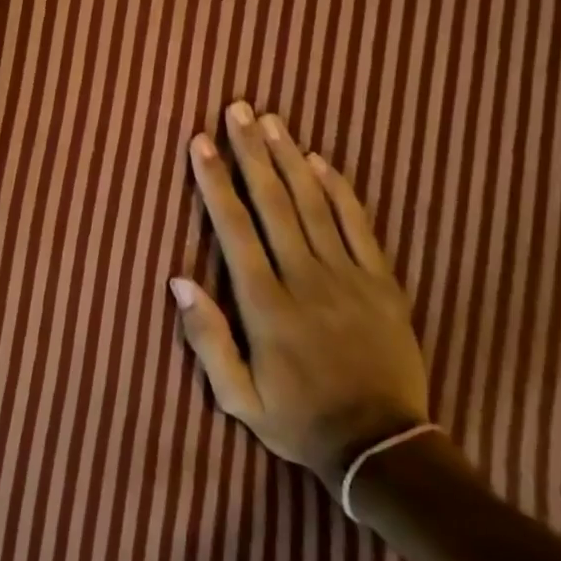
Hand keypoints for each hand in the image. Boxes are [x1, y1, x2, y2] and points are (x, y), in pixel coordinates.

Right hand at [171, 103, 431, 492]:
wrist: (382, 450)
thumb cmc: (299, 420)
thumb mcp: (237, 398)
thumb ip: (207, 338)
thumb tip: (177, 280)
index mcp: (266, 305)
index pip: (234, 228)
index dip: (215, 181)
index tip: (200, 143)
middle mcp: (305, 279)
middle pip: (273, 202)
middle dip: (250, 151)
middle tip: (236, 109)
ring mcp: (348, 277)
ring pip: (314, 203)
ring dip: (289, 158)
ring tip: (271, 120)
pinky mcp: (383, 283)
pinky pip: (359, 226)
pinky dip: (339, 189)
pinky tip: (320, 160)